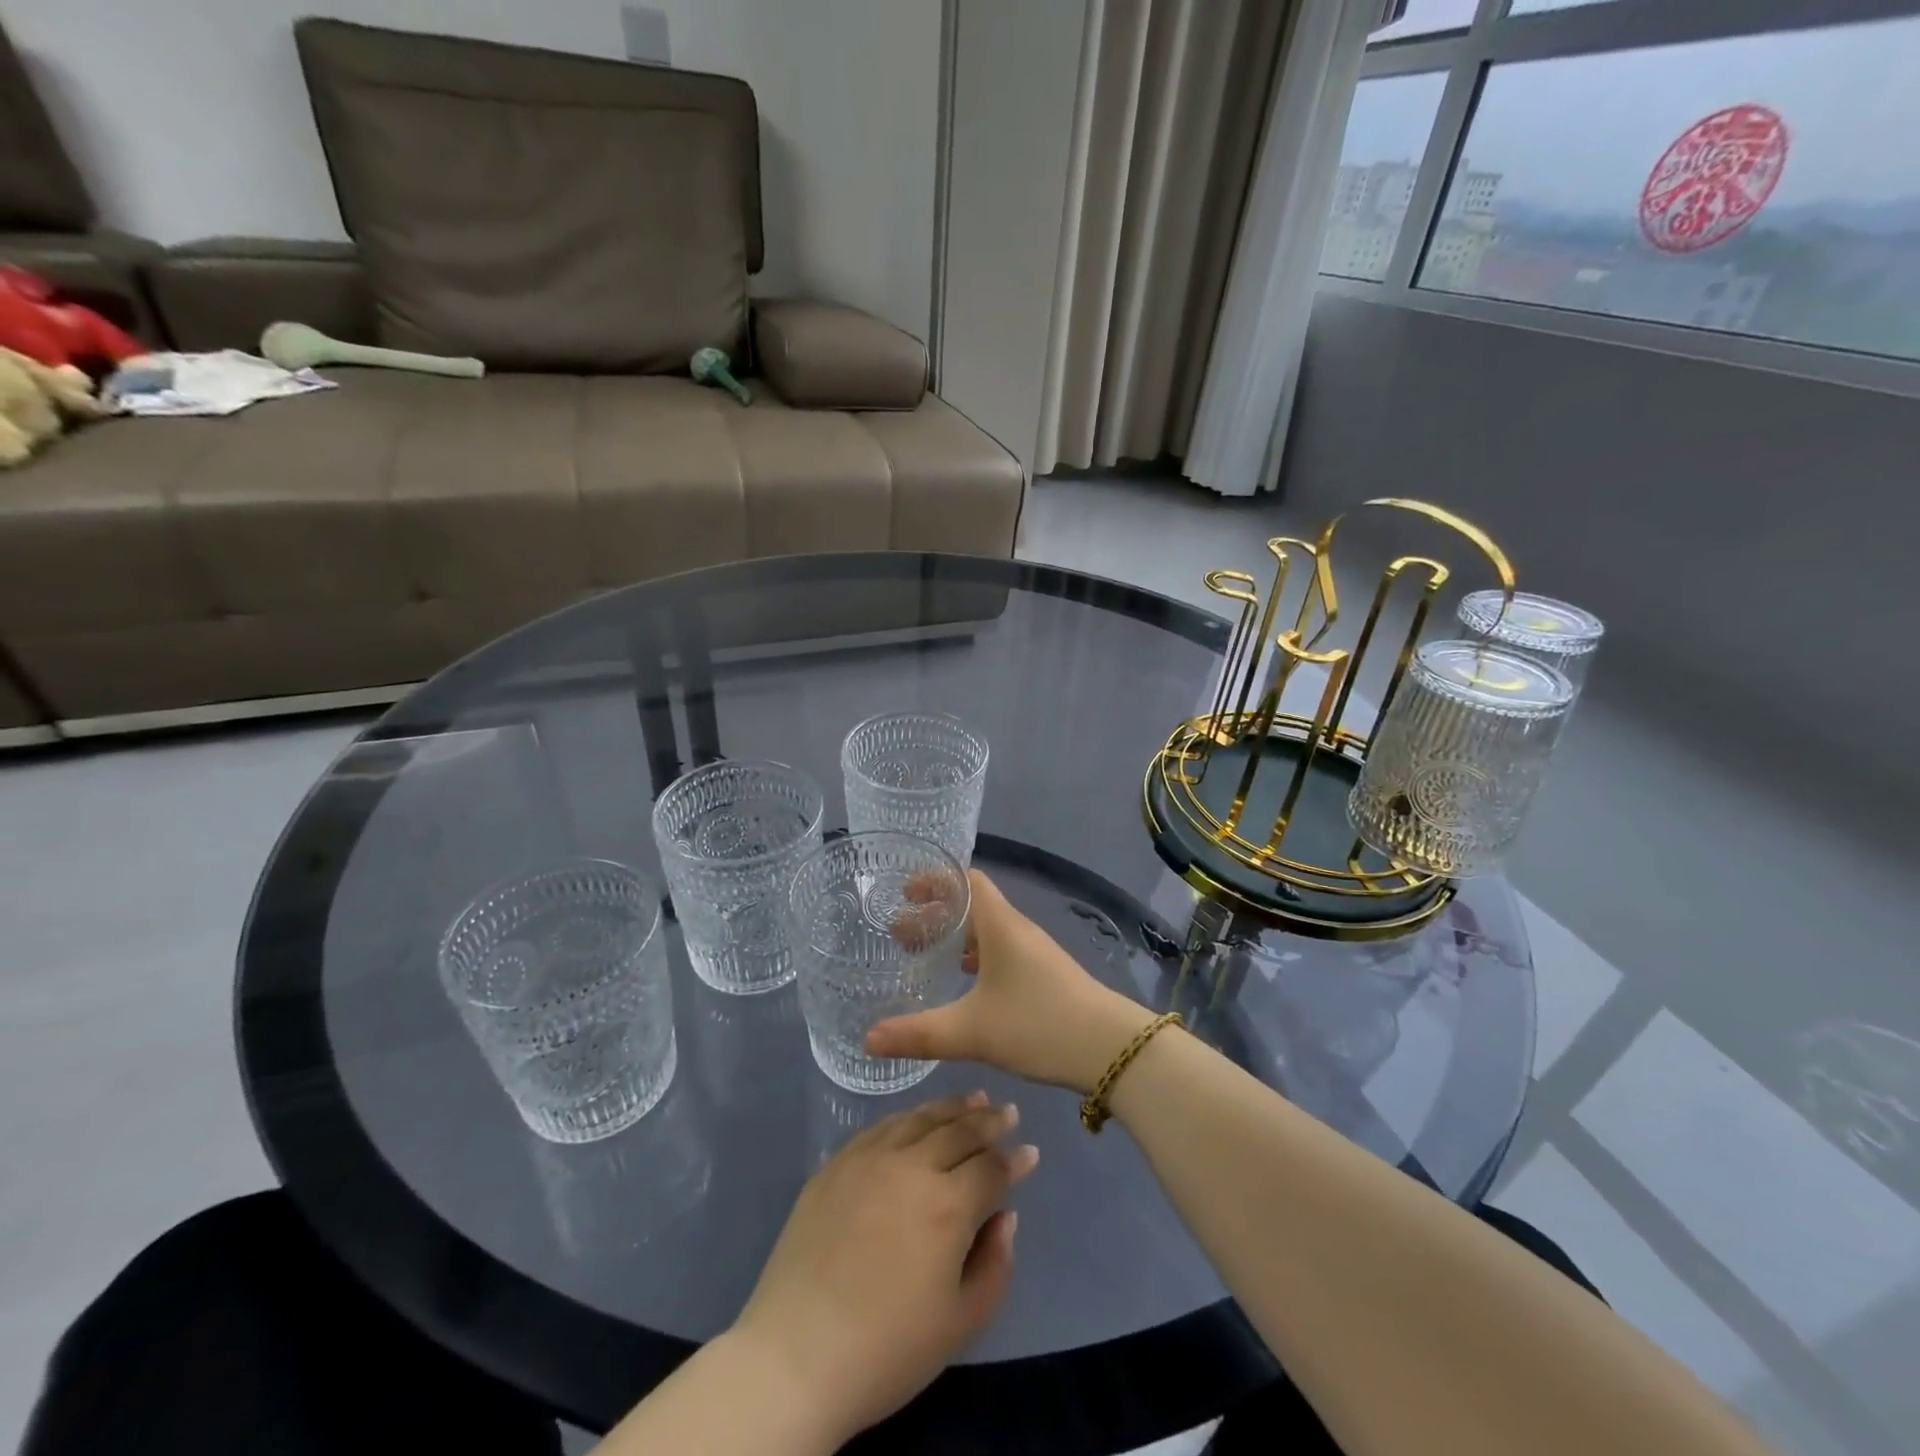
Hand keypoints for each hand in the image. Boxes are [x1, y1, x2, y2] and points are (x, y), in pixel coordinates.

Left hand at [727, 1092, 1038, 1445]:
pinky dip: (908, 1117)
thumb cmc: (888, 1349)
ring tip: (972, 1099)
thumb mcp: (961, 1323)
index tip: (1030, 1151)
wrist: (797, 1354)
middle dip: (988, 1120)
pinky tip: (916, 1118)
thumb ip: (995, 1264)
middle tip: (1006, 1111)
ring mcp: (870, 1159)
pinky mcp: (837, 1164)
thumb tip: (1004, 1216)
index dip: (1014, 1160)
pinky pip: (881, 1127)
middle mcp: (912, 1166)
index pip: (992, 1168)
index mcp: (949, 1204)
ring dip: (951, 1107)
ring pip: (920, 1119)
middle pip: (959, 1131)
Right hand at [868, 870, 1153, 1092]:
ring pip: (987, 931)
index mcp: (1000, 925)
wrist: (1111, 1049)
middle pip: (973, 905)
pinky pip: (1001, 952)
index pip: (967, 880)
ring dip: (956, 939)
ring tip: (925, 959)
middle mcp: (1017, 929)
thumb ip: (919, 1034)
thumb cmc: (1039, 1024)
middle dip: (935, 914)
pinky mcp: (1044, 975)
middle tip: (900, 936)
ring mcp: (1034, 952)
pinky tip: (964, 986)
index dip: (935, 881)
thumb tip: (868, 1039)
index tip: (904, 894)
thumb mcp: (972, 1031)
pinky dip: (976, 958)